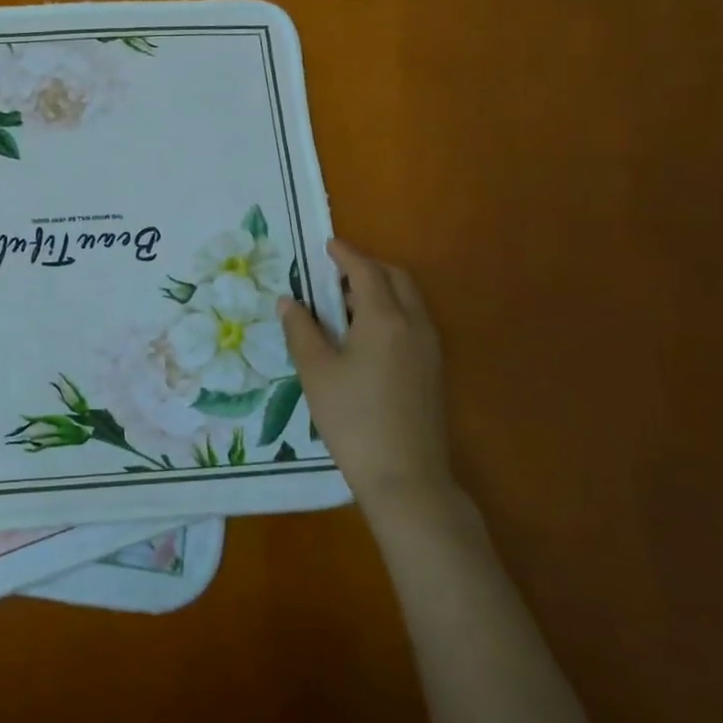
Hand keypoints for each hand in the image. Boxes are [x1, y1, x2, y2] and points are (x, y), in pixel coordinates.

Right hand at [277, 239, 450, 505]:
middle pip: (396, 278)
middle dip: (367, 267)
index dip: (345, 254)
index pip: (365, 271)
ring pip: (408, 300)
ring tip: (343, 305)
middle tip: (334, 274)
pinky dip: (391, 311)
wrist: (406, 478)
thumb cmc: (354, 420)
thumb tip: (288, 301)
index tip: (326, 244)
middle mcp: (414, 325)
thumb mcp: (316, 372)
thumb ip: (300, 330)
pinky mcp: (433, 370)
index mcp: (384, 319)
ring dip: (380, 289)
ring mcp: (430, 348)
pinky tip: (364, 336)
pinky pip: (413, 321)